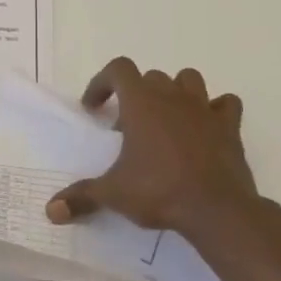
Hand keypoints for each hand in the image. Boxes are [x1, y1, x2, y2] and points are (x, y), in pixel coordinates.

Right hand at [44, 57, 280, 252]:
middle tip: (128, 128)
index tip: (94, 108)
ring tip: (166, 120)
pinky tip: (205, 128)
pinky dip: (215, 110)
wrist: (216, 209)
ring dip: (176, 92)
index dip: (102, 83)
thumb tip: (51, 211)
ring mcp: (204, 108)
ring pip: (189, 80)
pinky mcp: (229, 126)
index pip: (118, 69)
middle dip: (137, 95)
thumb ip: (81, 197)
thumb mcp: (113, 193)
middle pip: (151, 77)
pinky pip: (225, 104)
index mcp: (141, 102)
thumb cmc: (159, 191)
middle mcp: (172, 96)